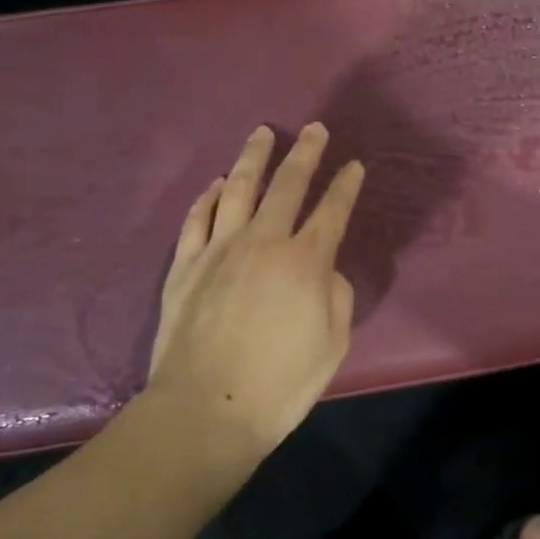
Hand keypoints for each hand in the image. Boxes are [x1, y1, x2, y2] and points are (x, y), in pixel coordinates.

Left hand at [147, 123, 365, 458]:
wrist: (205, 410)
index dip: (346, 185)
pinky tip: (215, 183)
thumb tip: (324, 271)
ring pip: (238, 188)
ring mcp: (219, 249)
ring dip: (253, 157)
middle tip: (314, 129)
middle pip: (287, 184)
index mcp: (305, 261)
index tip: (354, 165)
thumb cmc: (279, 384)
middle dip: (305, 153)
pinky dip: (208, 196)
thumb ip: (336, 296)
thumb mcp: (332, 344)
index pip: (332, 210)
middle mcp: (263, 241)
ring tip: (262, 134)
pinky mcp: (185, 265)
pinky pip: (197, 218)